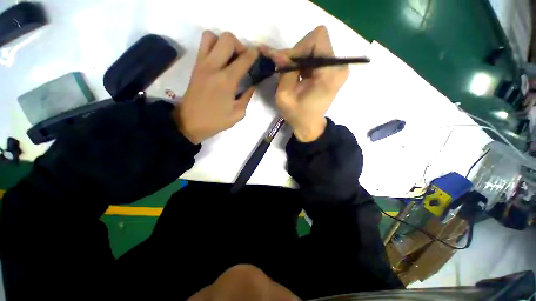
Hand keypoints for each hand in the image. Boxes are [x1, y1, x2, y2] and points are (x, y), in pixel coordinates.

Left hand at [173, 31, 258, 143]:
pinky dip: (214, 47)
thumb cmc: (216, 120)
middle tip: (243, 59)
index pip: (244, 58)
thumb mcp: (238, 113)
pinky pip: (204, 46)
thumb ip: (247, 96)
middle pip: (227, 38)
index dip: (254, 54)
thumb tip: (252, 84)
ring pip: (212, 36)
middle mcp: (213, 66)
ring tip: (229, 58)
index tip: (259, 54)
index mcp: (227, 80)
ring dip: (224, 43)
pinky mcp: (195, 66)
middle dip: (239, 45)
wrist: (190, 122)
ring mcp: (202, 64)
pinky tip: (220, 62)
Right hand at [261, 26, 348, 141]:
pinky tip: (298, 74)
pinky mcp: (333, 69)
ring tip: (292, 74)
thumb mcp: (284, 96)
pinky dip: (304, 61)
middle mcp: (339, 66)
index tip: (287, 64)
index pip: (317, 39)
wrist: (310, 124)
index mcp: (329, 74)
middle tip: (286, 69)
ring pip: (315, 46)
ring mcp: (338, 67)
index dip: (299, 48)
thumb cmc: (297, 114)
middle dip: (298, 52)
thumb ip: (284, 71)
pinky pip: (317, 54)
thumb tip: (278, 52)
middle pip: (316, 41)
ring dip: (300, 57)